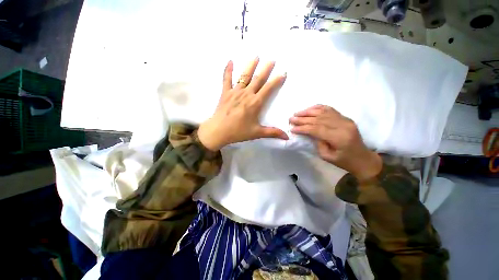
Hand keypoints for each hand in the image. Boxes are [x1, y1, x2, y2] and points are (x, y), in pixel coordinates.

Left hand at [197, 58, 287, 150]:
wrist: (218, 131)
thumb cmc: (238, 132)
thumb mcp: (257, 133)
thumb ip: (272, 133)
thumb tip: (287, 137)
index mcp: (255, 103)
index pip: (268, 89)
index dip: (276, 80)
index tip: (283, 73)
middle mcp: (246, 94)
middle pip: (258, 79)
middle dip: (266, 69)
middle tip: (272, 60)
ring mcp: (235, 92)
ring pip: (244, 75)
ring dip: (251, 65)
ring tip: (256, 56)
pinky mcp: (225, 93)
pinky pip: (226, 79)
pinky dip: (228, 70)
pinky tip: (230, 61)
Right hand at [289, 105, 381, 180]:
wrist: (363, 159)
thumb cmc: (344, 161)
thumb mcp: (327, 156)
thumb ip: (317, 142)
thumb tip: (308, 132)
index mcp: (339, 138)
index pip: (317, 129)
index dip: (303, 128)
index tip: (292, 128)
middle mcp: (343, 125)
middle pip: (319, 119)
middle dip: (303, 119)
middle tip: (291, 119)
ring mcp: (345, 120)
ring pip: (323, 112)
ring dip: (308, 112)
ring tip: (297, 113)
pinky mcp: (345, 118)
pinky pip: (330, 109)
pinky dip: (318, 108)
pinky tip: (309, 109)